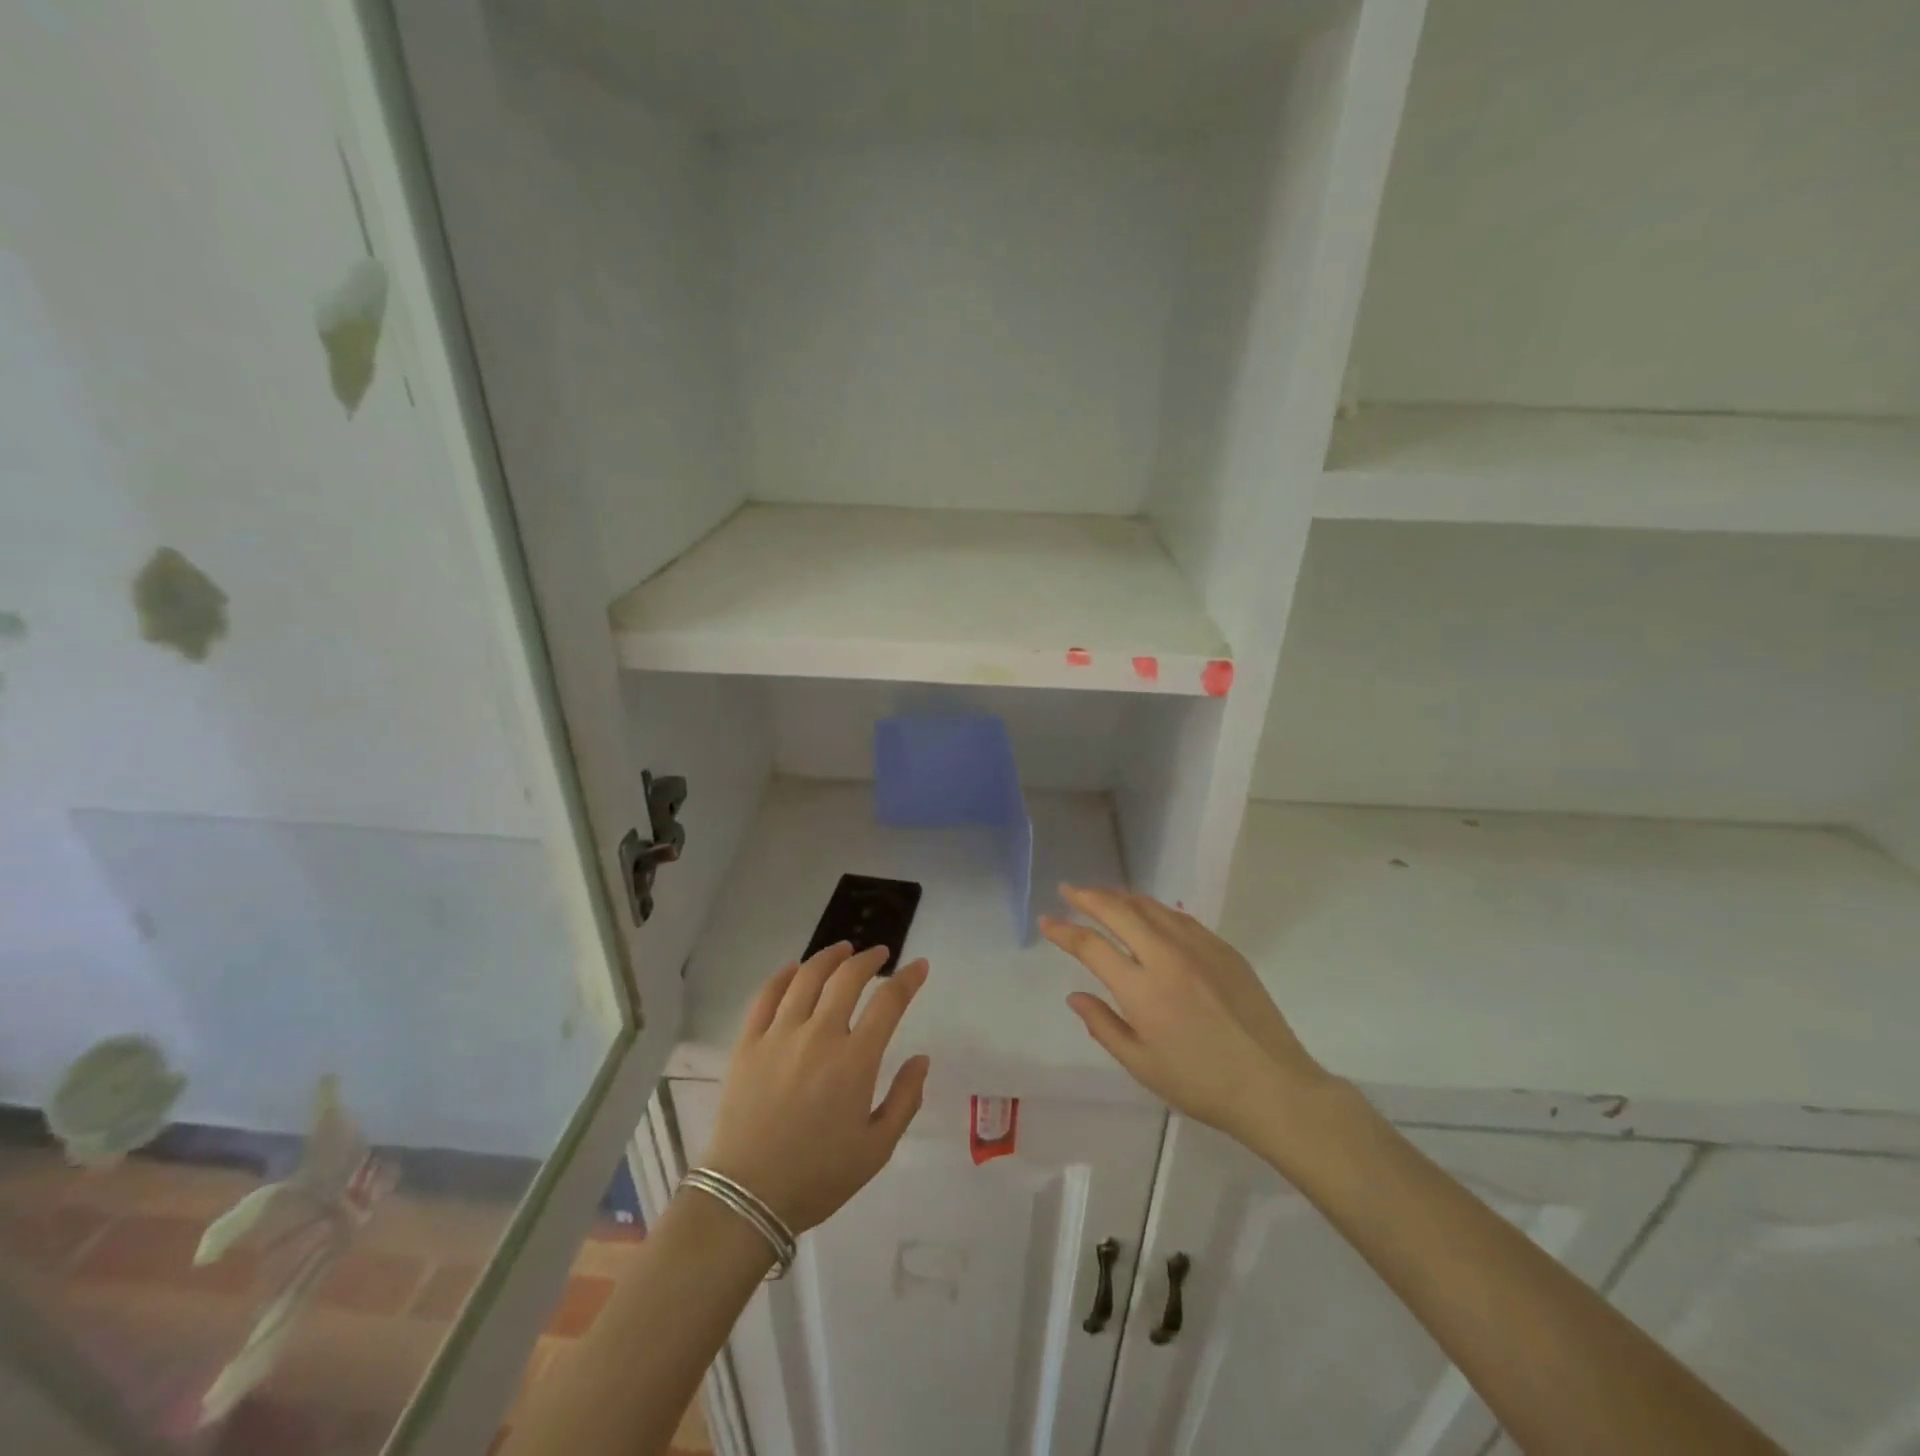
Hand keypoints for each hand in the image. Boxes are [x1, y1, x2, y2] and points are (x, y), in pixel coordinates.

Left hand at [700, 943, 930, 1232]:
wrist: (747, 1197)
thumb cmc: (819, 1176)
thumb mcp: (877, 1149)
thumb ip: (905, 1099)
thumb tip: (921, 1059)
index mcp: (855, 1060)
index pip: (889, 1002)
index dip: (908, 979)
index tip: (919, 966)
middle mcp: (819, 1035)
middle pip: (847, 978)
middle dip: (869, 959)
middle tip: (879, 953)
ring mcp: (779, 1035)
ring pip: (807, 977)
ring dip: (829, 956)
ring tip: (842, 949)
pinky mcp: (748, 1043)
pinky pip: (766, 995)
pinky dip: (783, 975)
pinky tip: (794, 969)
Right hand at [1040, 885, 1335, 1143]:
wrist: (1273, 1085)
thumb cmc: (1200, 1084)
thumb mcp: (1142, 1065)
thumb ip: (1103, 1026)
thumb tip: (1075, 996)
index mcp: (1141, 989)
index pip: (1091, 946)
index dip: (1064, 931)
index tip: (1046, 921)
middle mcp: (1166, 957)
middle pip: (1118, 912)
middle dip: (1088, 897)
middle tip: (1068, 889)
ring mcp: (1198, 947)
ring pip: (1150, 907)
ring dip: (1121, 897)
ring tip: (1103, 896)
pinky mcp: (1223, 948)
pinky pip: (1180, 917)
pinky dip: (1154, 909)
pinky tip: (1149, 913)